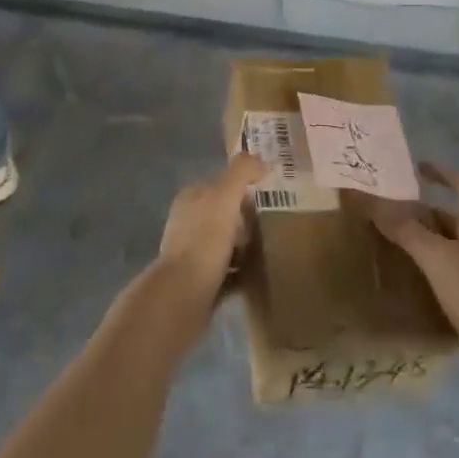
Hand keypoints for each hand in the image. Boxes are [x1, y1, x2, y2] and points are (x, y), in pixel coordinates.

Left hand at [151, 154, 267, 329]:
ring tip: (272, 248)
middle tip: (275, 222)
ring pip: (226, 243)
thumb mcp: (225, 195)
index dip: (243, 186)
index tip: (269, 193)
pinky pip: (228, 273)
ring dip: (246, 246)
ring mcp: (191, 255)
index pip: (219, 184)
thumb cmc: (204, 240)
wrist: (183, 296)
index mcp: (190, 199)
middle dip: (246, 218)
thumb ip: (242, 171)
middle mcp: (187, 224)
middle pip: (223, 215)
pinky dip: (243, 273)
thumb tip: (262, 160)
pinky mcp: (199, 284)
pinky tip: (261, 273)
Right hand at [367, 163, 458, 387]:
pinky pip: (447, 281)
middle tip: (386, 218)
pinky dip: (428, 277)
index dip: (443, 172)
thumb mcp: (436, 256)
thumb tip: (377, 205)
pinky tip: (408, 287)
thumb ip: (407, 231)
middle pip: (450, 220)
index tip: (416, 169)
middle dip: (421, 215)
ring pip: (447, 252)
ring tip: (390, 250)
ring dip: (422, 247)